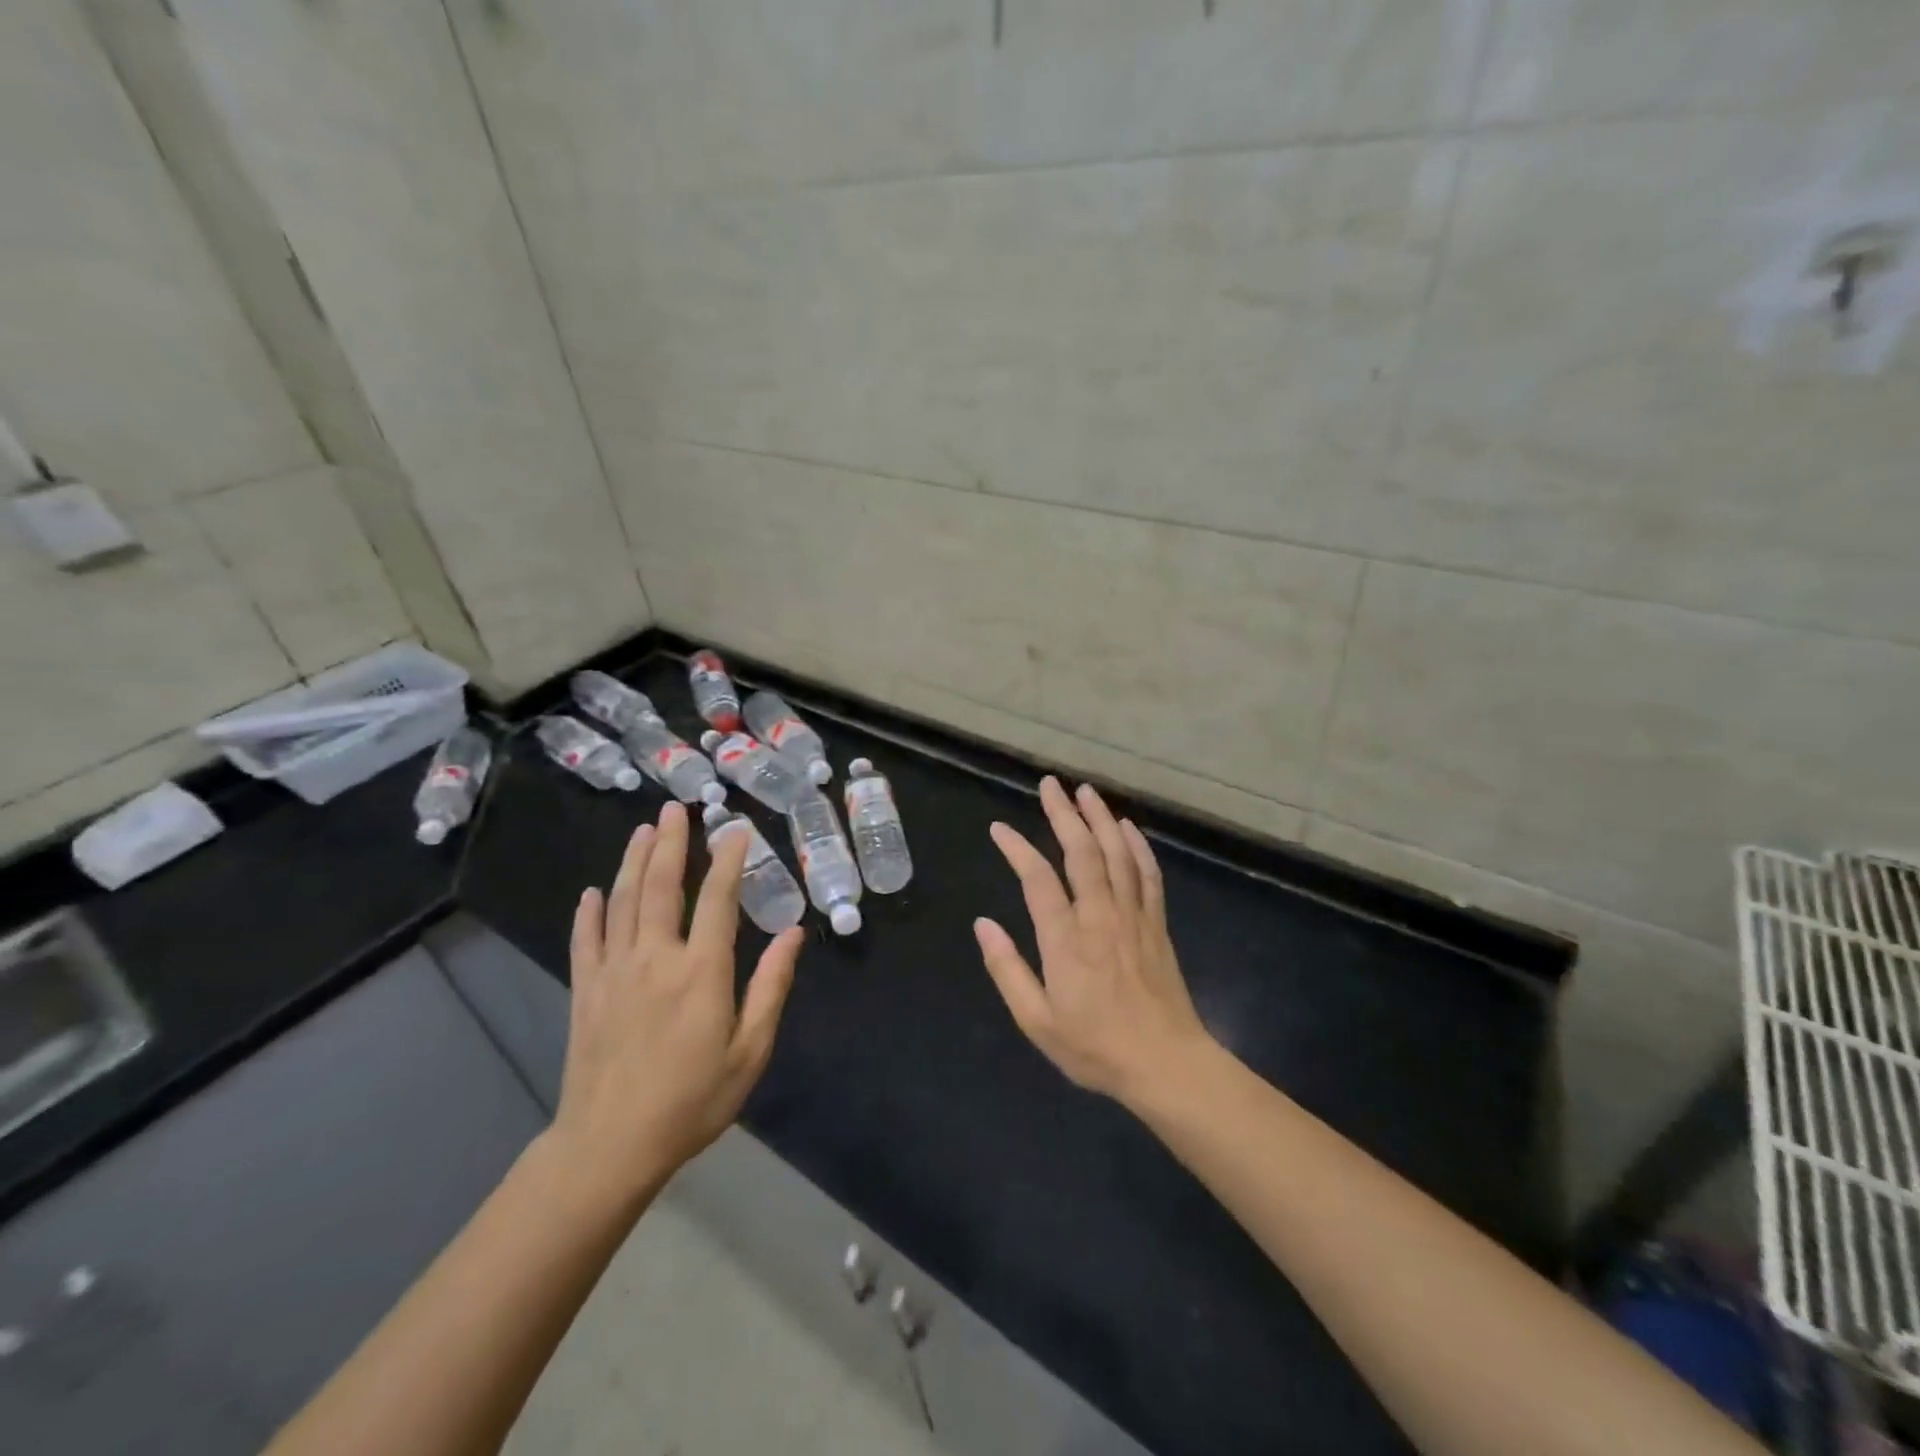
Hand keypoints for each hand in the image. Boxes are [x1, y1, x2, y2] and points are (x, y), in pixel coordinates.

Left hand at [551, 800, 802, 1204]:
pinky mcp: (586, 991)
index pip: (716, 899)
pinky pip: (586, 940)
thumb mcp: (750, 1050)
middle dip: (670, 844)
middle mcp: (655, 958)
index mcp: (701, 971)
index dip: (727, 860)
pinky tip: (591, 891)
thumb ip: (772, 987)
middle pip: (660, 887)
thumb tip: (795, 934)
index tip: (735, 830)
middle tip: (673, 809)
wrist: (610, 1147)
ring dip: (632, 862)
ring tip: (642, 831)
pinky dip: (588, 912)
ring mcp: (614, 972)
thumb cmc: (692, 1100)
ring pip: (621, 902)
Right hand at [974, 777, 1214, 1105]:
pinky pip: (1148, 875)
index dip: (1017, 848)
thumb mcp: (1037, 1021)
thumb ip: (1007, 969)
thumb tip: (983, 924)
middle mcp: (1100, 917)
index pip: (1037, 879)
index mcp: (1066, 940)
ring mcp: (1133, 916)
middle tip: (1050, 784)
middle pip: (1081, 852)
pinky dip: (1138, 847)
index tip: (999, 828)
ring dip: (1100, 819)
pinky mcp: (1156, 924)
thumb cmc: (1095, 1048)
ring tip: (1086, 791)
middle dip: (1063, 814)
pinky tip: (1129, 828)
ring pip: (1117, 854)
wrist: (1166, 1065)